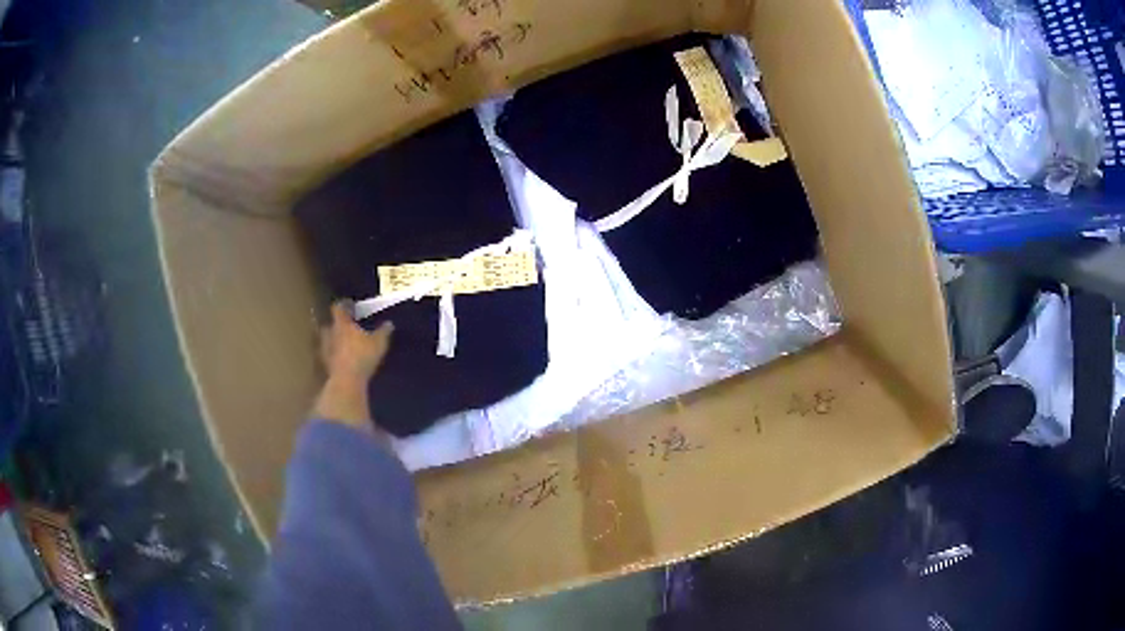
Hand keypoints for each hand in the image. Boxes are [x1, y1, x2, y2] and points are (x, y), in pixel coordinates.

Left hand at [320, 301, 393, 383]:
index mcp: (342, 324)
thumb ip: (383, 332)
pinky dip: (333, 356)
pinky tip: (341, 360)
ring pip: (327, 340)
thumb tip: (389, 323)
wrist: (346, 380)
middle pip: (329, 324)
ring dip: (333, 341)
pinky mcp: (325, 365)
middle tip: (345, 326)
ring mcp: (326, 350)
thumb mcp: (379, 343)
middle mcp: (330, 333)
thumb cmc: (362, 356)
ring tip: (342, 344)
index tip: (349, 305)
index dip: (343, 305)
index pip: (338, 308)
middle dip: (336, 324)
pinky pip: (328, 356)